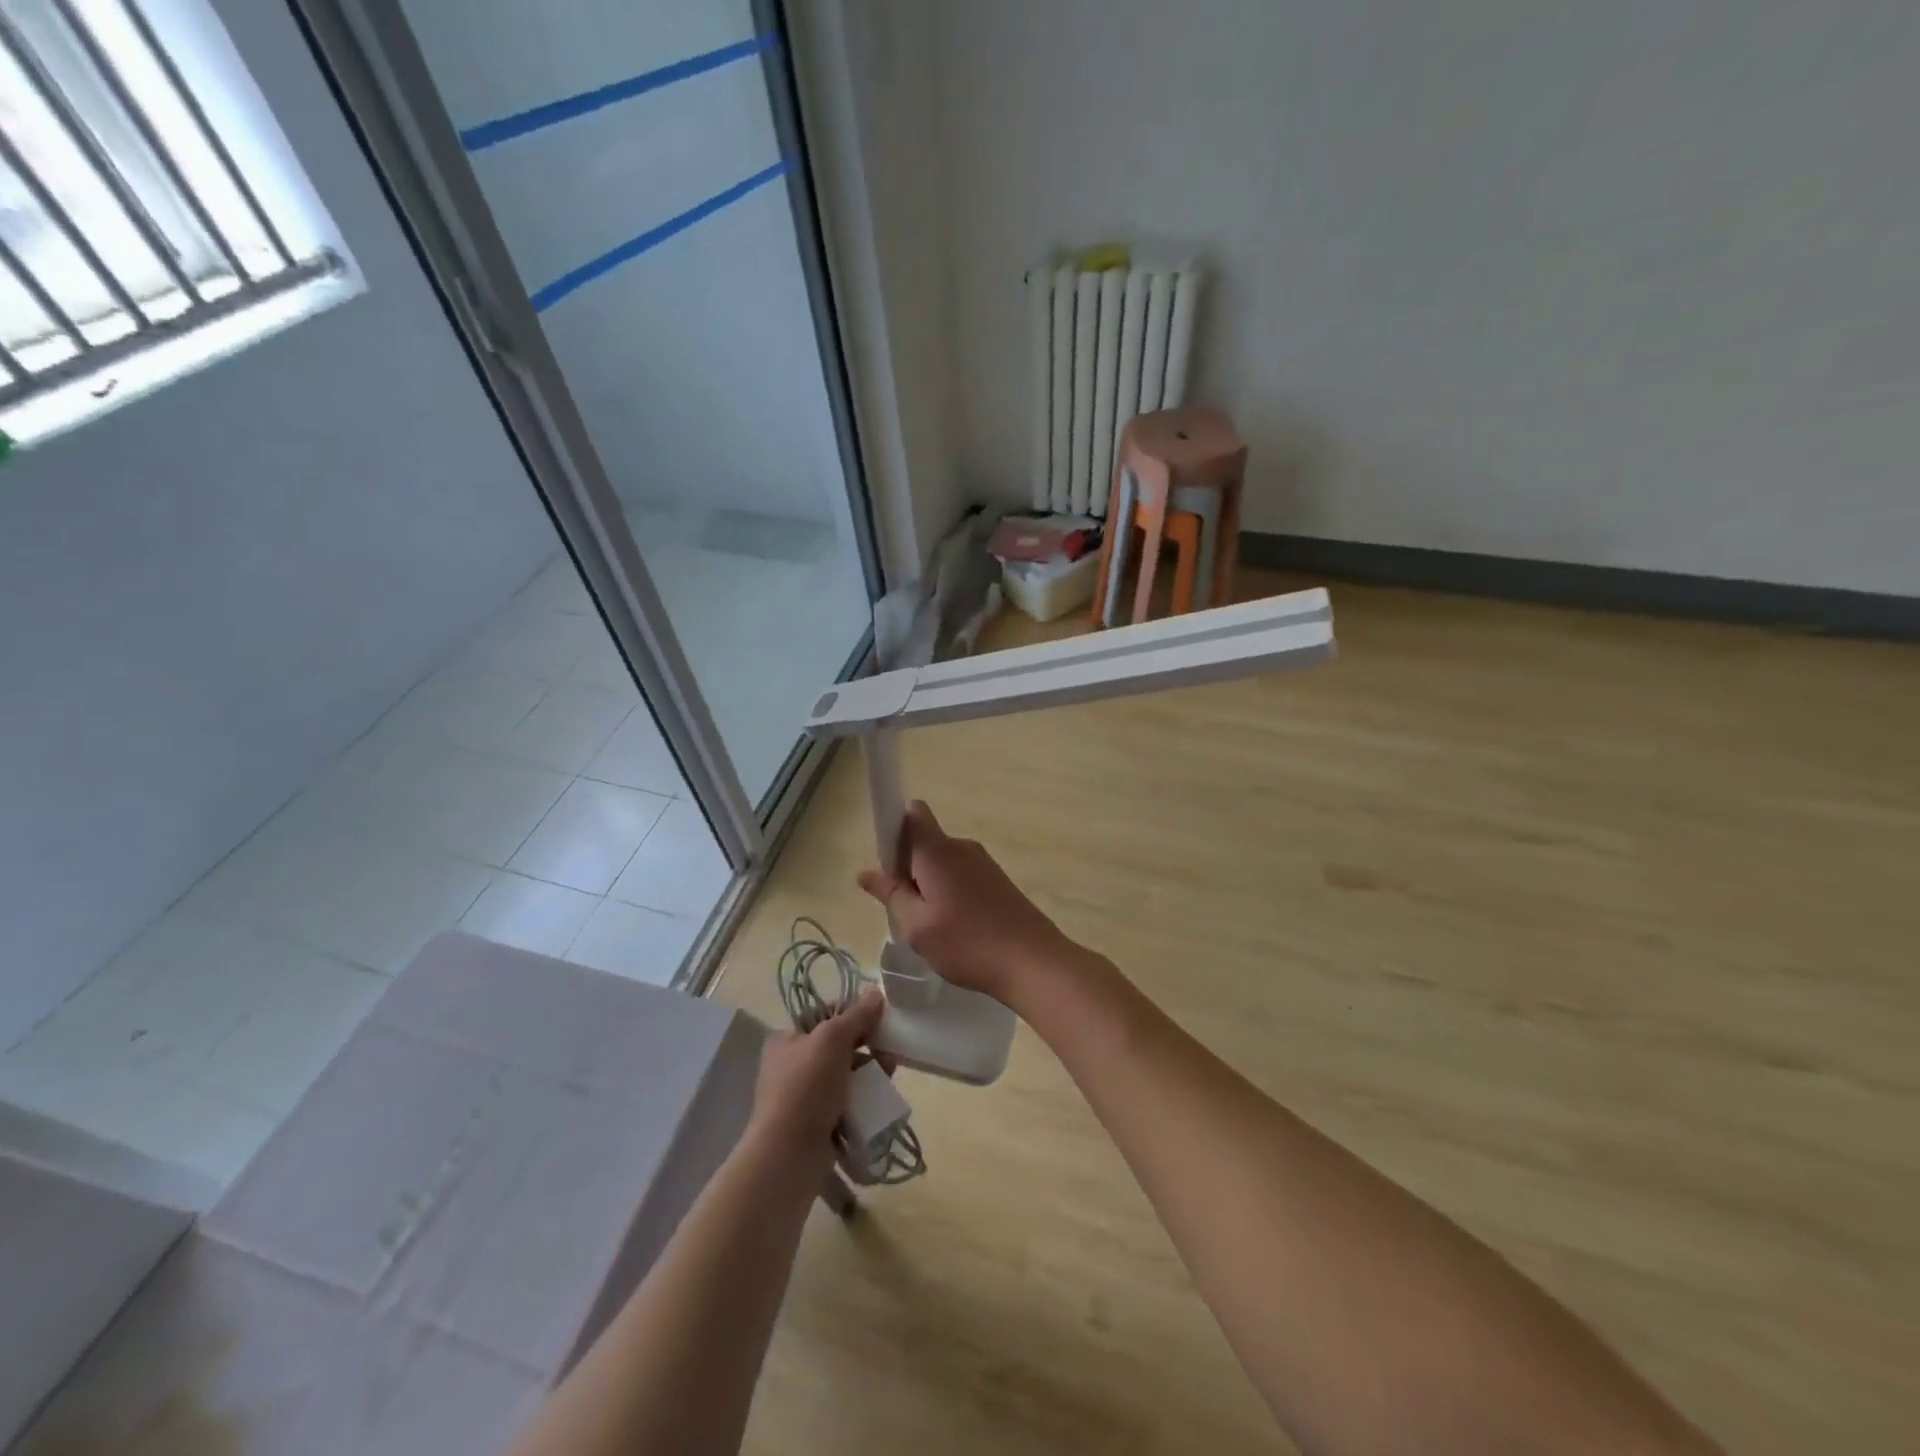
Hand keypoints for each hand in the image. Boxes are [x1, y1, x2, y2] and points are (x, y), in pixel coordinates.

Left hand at [748, 988, 883, 1163]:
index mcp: (787, 1038)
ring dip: (869, 1072)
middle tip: (889, 1053)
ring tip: (889, 1076)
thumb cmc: (806, 1087)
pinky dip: (863, 1098)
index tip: (879, 1021)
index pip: (826, 1014)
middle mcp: (793, 1063)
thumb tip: (876, 992)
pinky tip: (878, 1100)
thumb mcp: (832, 1040)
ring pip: (846, 1073)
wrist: (788, 1155)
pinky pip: (846, 1100)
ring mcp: (804, 1094)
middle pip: (839, 1044)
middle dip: (867, 1046)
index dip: (853, 1014)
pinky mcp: (816, 1121)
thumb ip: (857, 1015)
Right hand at [856, 801, 1077, 1004]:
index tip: (888, 866)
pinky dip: (951, 894)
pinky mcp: (998, 881)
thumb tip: (866, 872)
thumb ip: (891, 894)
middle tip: (905, 911)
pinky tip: (956, 930)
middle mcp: (961, 847)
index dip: (894, 830)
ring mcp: (983, 863)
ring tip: (932, 927)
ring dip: (930, 885)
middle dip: (908, 868)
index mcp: (938, 851)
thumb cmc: (967, 943)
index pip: (912, 813)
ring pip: (943, 863)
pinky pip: (962, 876)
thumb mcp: (916, 926)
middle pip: (925, 841)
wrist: (1033, 961)